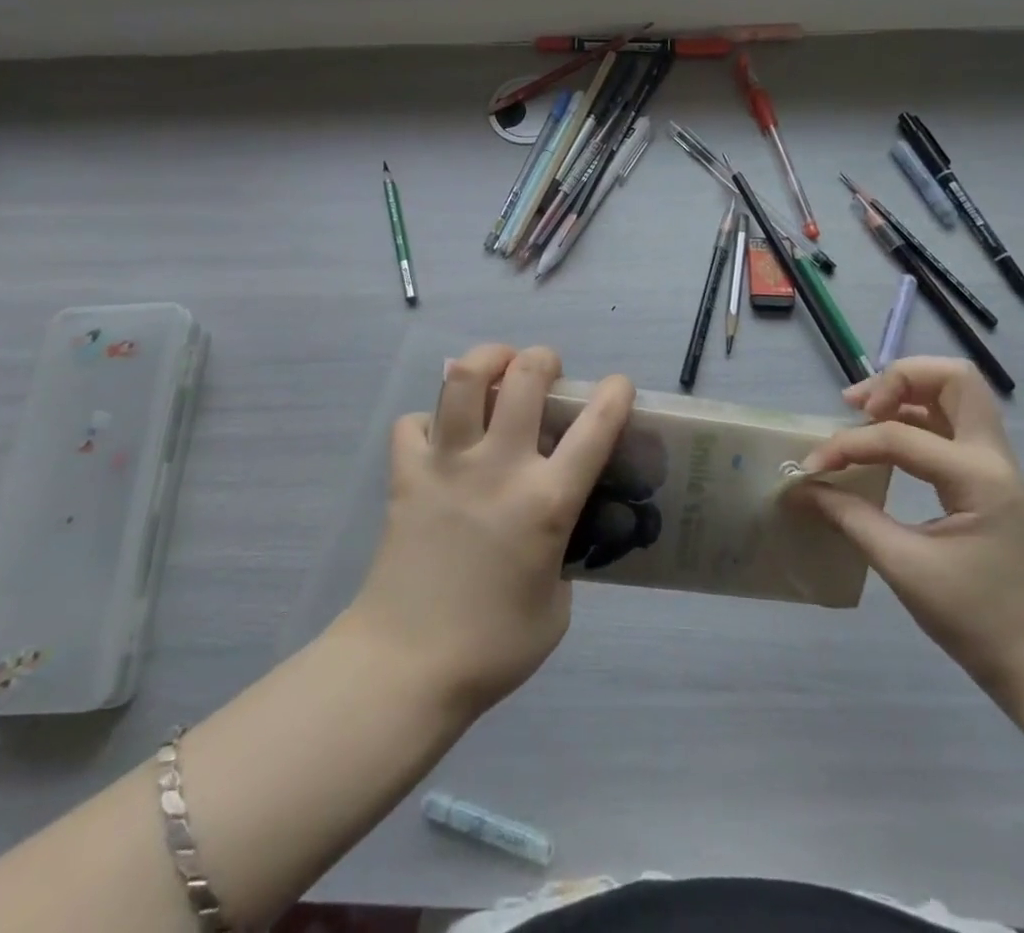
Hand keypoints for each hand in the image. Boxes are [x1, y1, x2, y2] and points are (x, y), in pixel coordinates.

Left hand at [341, 344, 634, 718]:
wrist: (406, 665)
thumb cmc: (492, 647)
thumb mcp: (557, 608)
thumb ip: (561, 556)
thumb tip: (550, 531)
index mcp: (546, 502)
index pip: (594, 429)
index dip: (614, 395)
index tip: (619, 385)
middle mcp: (499, 467)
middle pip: (524, 378)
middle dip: (542, 358)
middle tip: (544, 369)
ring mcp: (447, 464)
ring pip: (463, 379)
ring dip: (486, 360)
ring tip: (495, 369)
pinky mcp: (405, 473)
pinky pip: (413, 423)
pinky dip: (428, 421)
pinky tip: (438, 439)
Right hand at [791, 357, 1023, 706]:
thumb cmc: (976, 619)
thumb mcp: (904, 568)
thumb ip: (850, 517)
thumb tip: (802, 489)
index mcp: (978, 478)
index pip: (899, 435)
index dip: (848, 445)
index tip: (813, 469)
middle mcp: (993, 457)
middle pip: (953, 378)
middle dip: (898, 379)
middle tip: (858, 406)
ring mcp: (995, 464)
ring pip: (955, 393)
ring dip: (907, 390)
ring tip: (863, 412)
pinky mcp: (987, 476)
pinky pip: (952, 422)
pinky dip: (916, 415)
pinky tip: (885, 438)